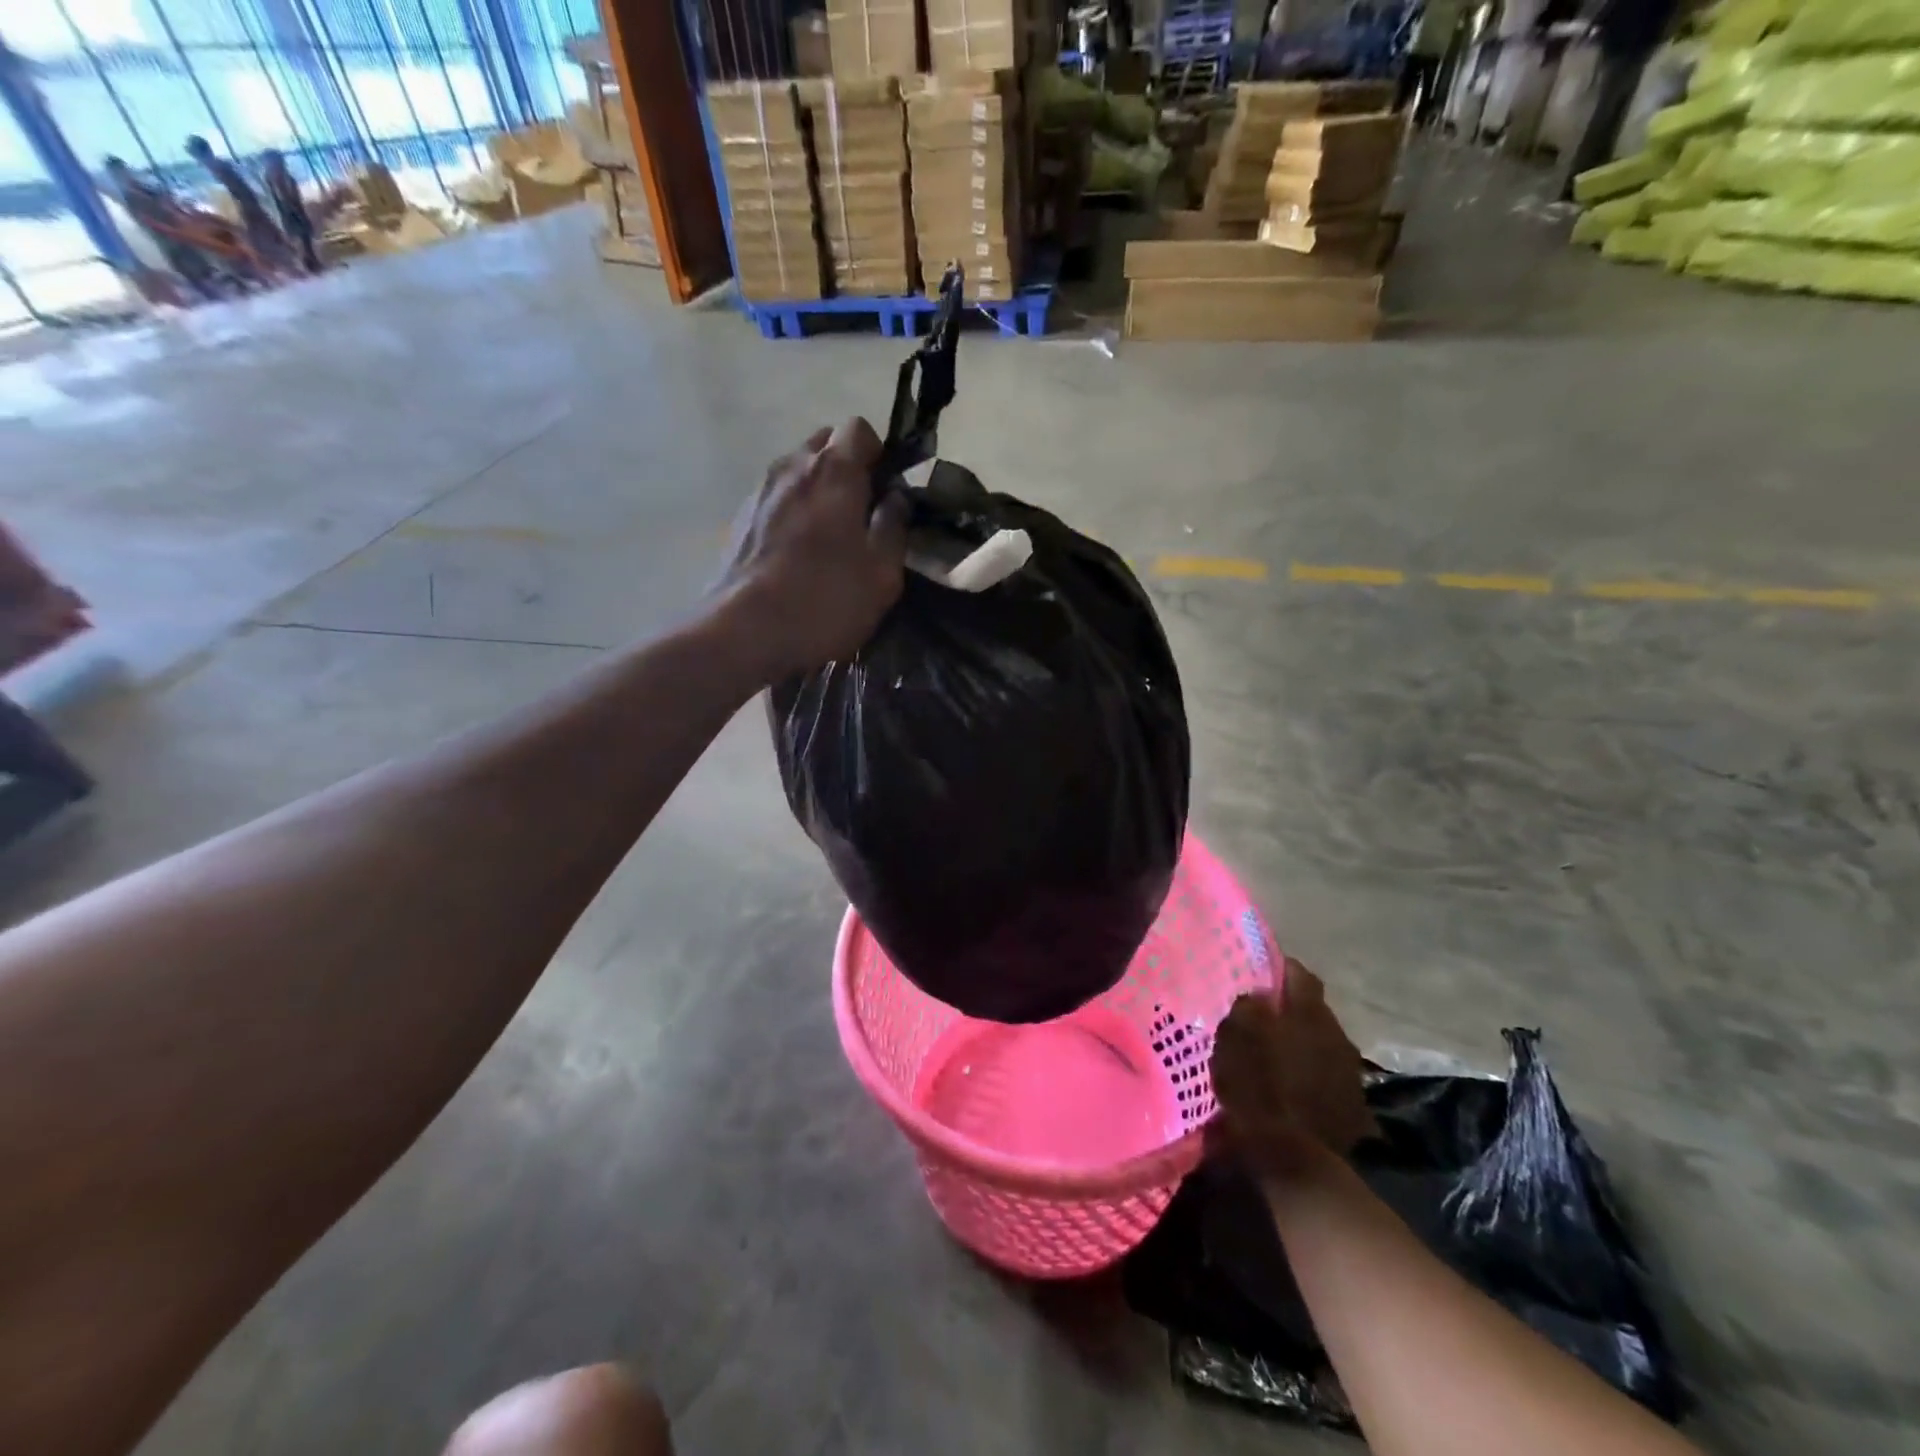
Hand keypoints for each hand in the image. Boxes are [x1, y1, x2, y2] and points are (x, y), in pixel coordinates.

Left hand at [715, 418, 909, 682]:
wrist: (744, 631)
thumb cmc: (824, 600)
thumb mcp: (881, 574)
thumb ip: (893, 527)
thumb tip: (896, 498)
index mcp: (833, 471)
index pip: (858, 429)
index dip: (878, 454)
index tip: (886, 490)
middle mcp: (791, 467)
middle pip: (824, 444)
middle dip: (846, 468)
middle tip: (861, 513)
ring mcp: (759, 491)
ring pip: (796, 471)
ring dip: (816, 491)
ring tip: (827, 536)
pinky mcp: (738, 519)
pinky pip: (775, 499)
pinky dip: (791, 512)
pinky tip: (796, 554)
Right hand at [1208, 959, 1376, 1181]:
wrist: (1294, 1162)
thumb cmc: (1257, 1089)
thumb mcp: (1234, 1039)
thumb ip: (1248, 1008)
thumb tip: (1259, 997)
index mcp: (1309, 1014)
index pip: (1301, 974)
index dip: (1281, 970)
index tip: (1262, 974)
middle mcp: (1337, 1035)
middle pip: (1315, 1010)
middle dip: (1293, 1010)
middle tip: (1265, 1017)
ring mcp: (1350, 1073)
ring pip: (1324, 1043)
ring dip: (1305, 1044)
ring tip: (1278, 1054)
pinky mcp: (1354, 1107)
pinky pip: (1330, 1076)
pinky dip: (1313, 1075)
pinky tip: (1295, 1087)